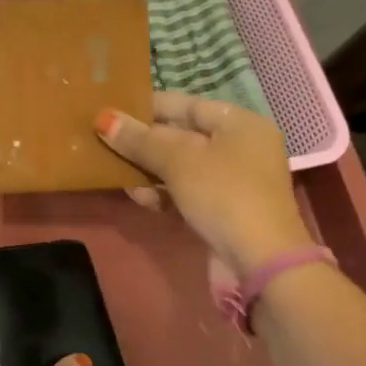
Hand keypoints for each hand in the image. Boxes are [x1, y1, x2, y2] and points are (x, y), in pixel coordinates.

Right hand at [96, 92, 313, 276]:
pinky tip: (139, 197)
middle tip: (106, 140)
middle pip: (183, 135)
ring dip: (148, 169)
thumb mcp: (178, 161)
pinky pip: (186, 192)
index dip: (150, 105)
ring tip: (115, 171)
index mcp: (240, 123)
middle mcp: (240, 147)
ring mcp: (233, 182)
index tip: (114, 109)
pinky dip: (163, 192)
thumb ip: (140, 139)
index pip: (188, 104)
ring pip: (181, 167)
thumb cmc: (223, 194)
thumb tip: (104, 119)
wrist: (260, 261)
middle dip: (145, 140)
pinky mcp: (223, 211)